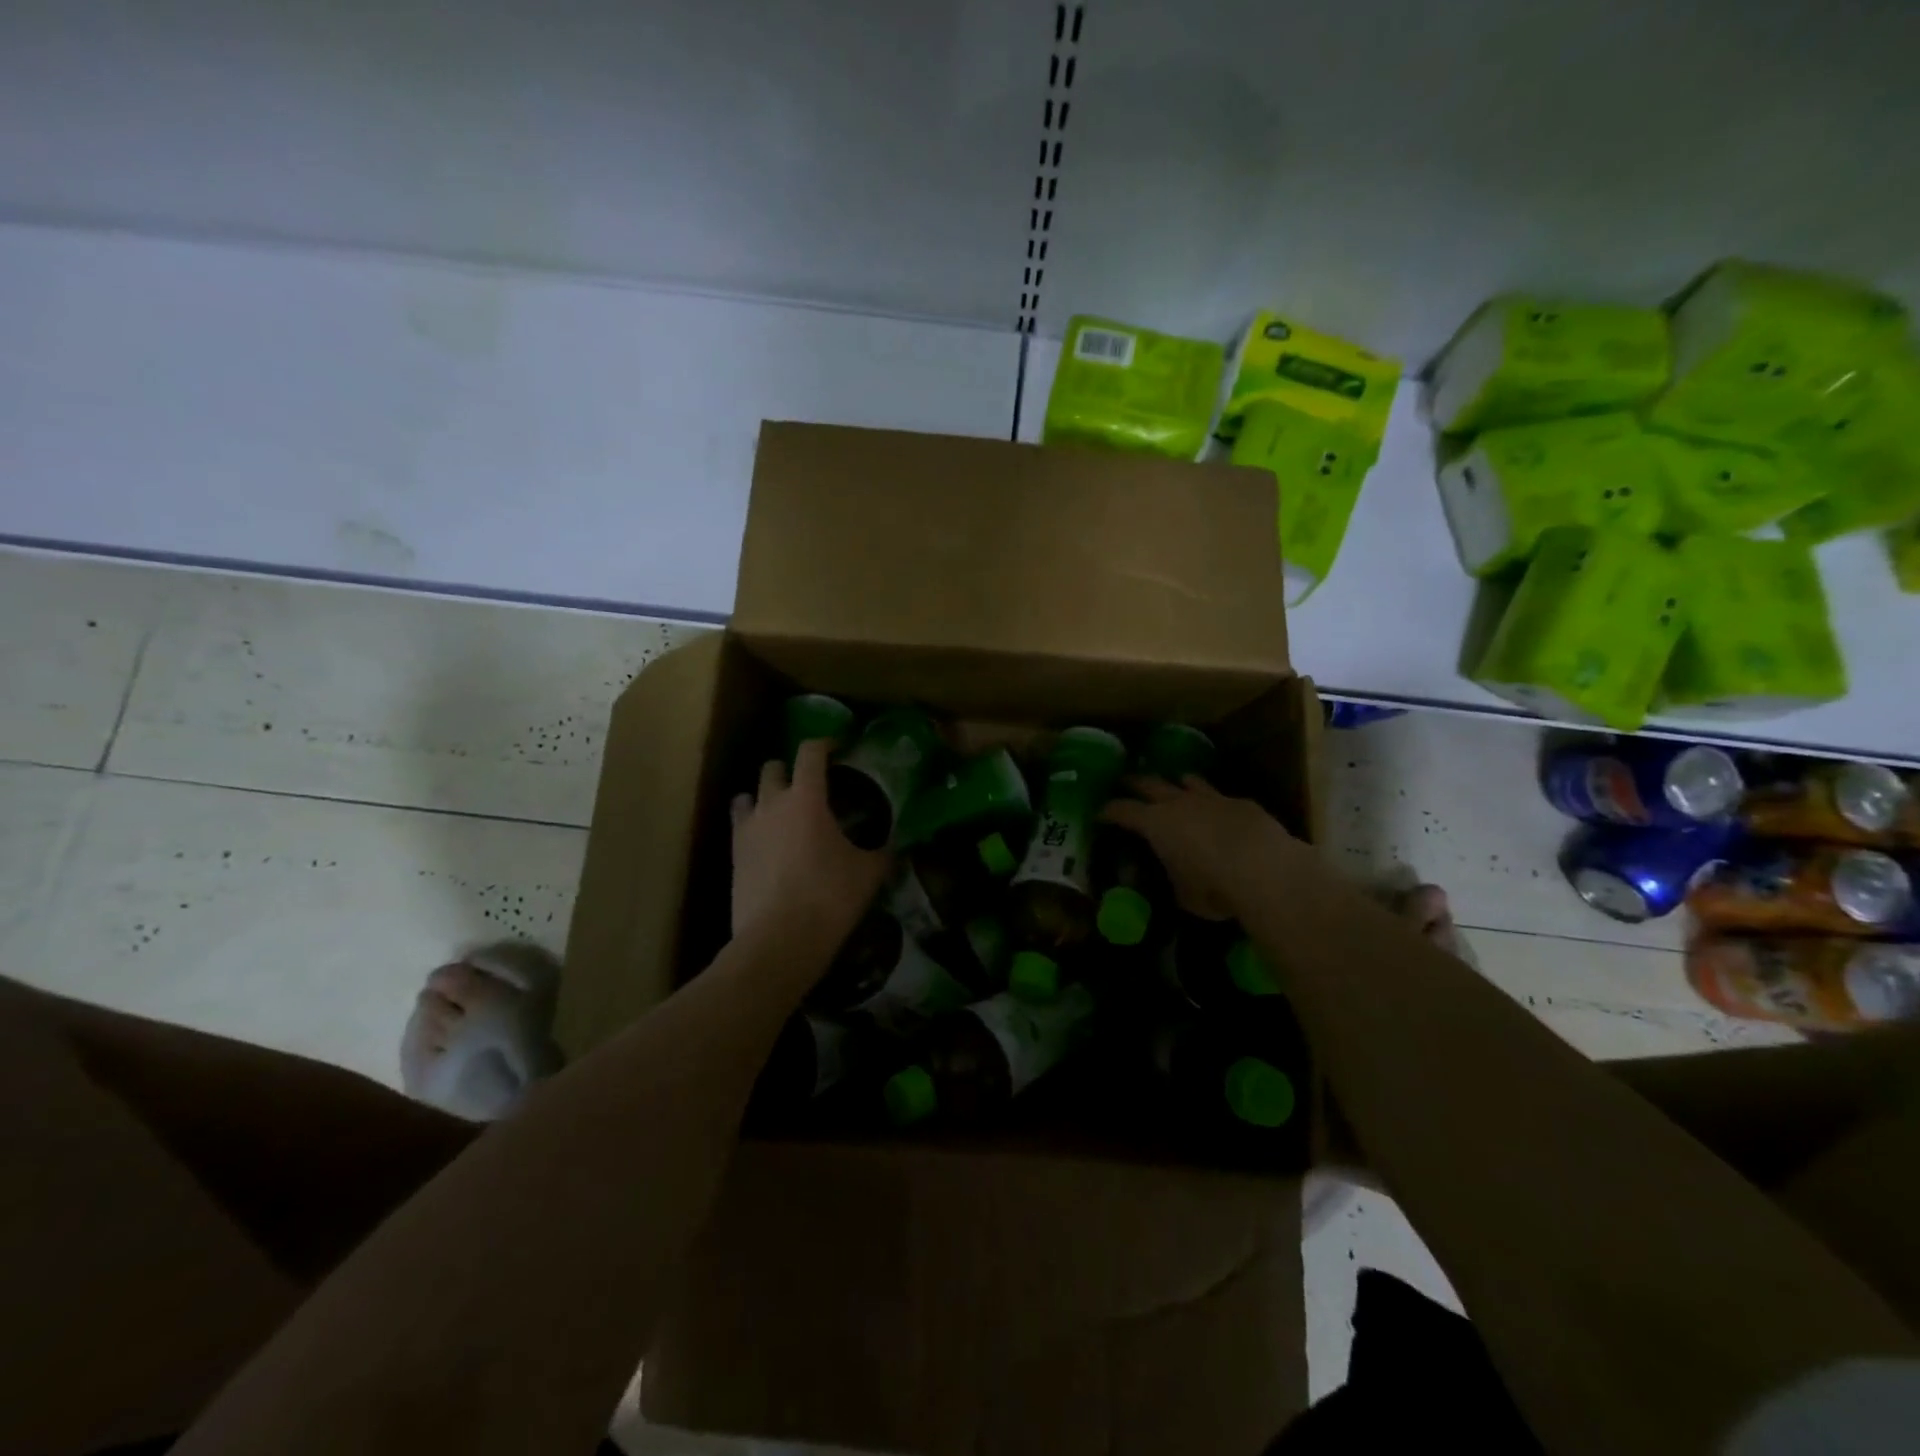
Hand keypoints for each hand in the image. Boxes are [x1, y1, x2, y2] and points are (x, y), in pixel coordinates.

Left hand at [730, 739, 888, 951]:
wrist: (779, 940)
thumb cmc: (830, 897)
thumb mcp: (869, 872)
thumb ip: (883, 850)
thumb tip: (898, 843)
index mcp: (806, 797)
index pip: (811, 751)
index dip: (826, 743)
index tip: (840, 748)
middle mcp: (771, 803)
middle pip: (773, 767)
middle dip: (791, 769)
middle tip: (811, 785)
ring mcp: (747, 829)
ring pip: (748, 795)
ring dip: (765, 795)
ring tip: (783, 812)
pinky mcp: (733, 856)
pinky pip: (740, 826)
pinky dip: (753, 825)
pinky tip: (769, 843)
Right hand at [1102, 776, 1299, 920]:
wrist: (1266, 870)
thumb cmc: (1212, 886)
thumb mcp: (1182, 894)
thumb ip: (1172, 880)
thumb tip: (1172, 879)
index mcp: (1155, 823)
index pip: (1121, 810)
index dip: (1108, 811)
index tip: (1099, 813)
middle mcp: (1178, 802)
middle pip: (1149, 782)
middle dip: (1134, 782)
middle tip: (1125, 783)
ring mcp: (1212, 798)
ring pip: (1187, 780)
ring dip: (1176, 783)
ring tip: (1173, 785)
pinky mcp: (1241, 803)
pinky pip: (1220, 797)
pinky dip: (1213, 803)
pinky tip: (1218, 812)